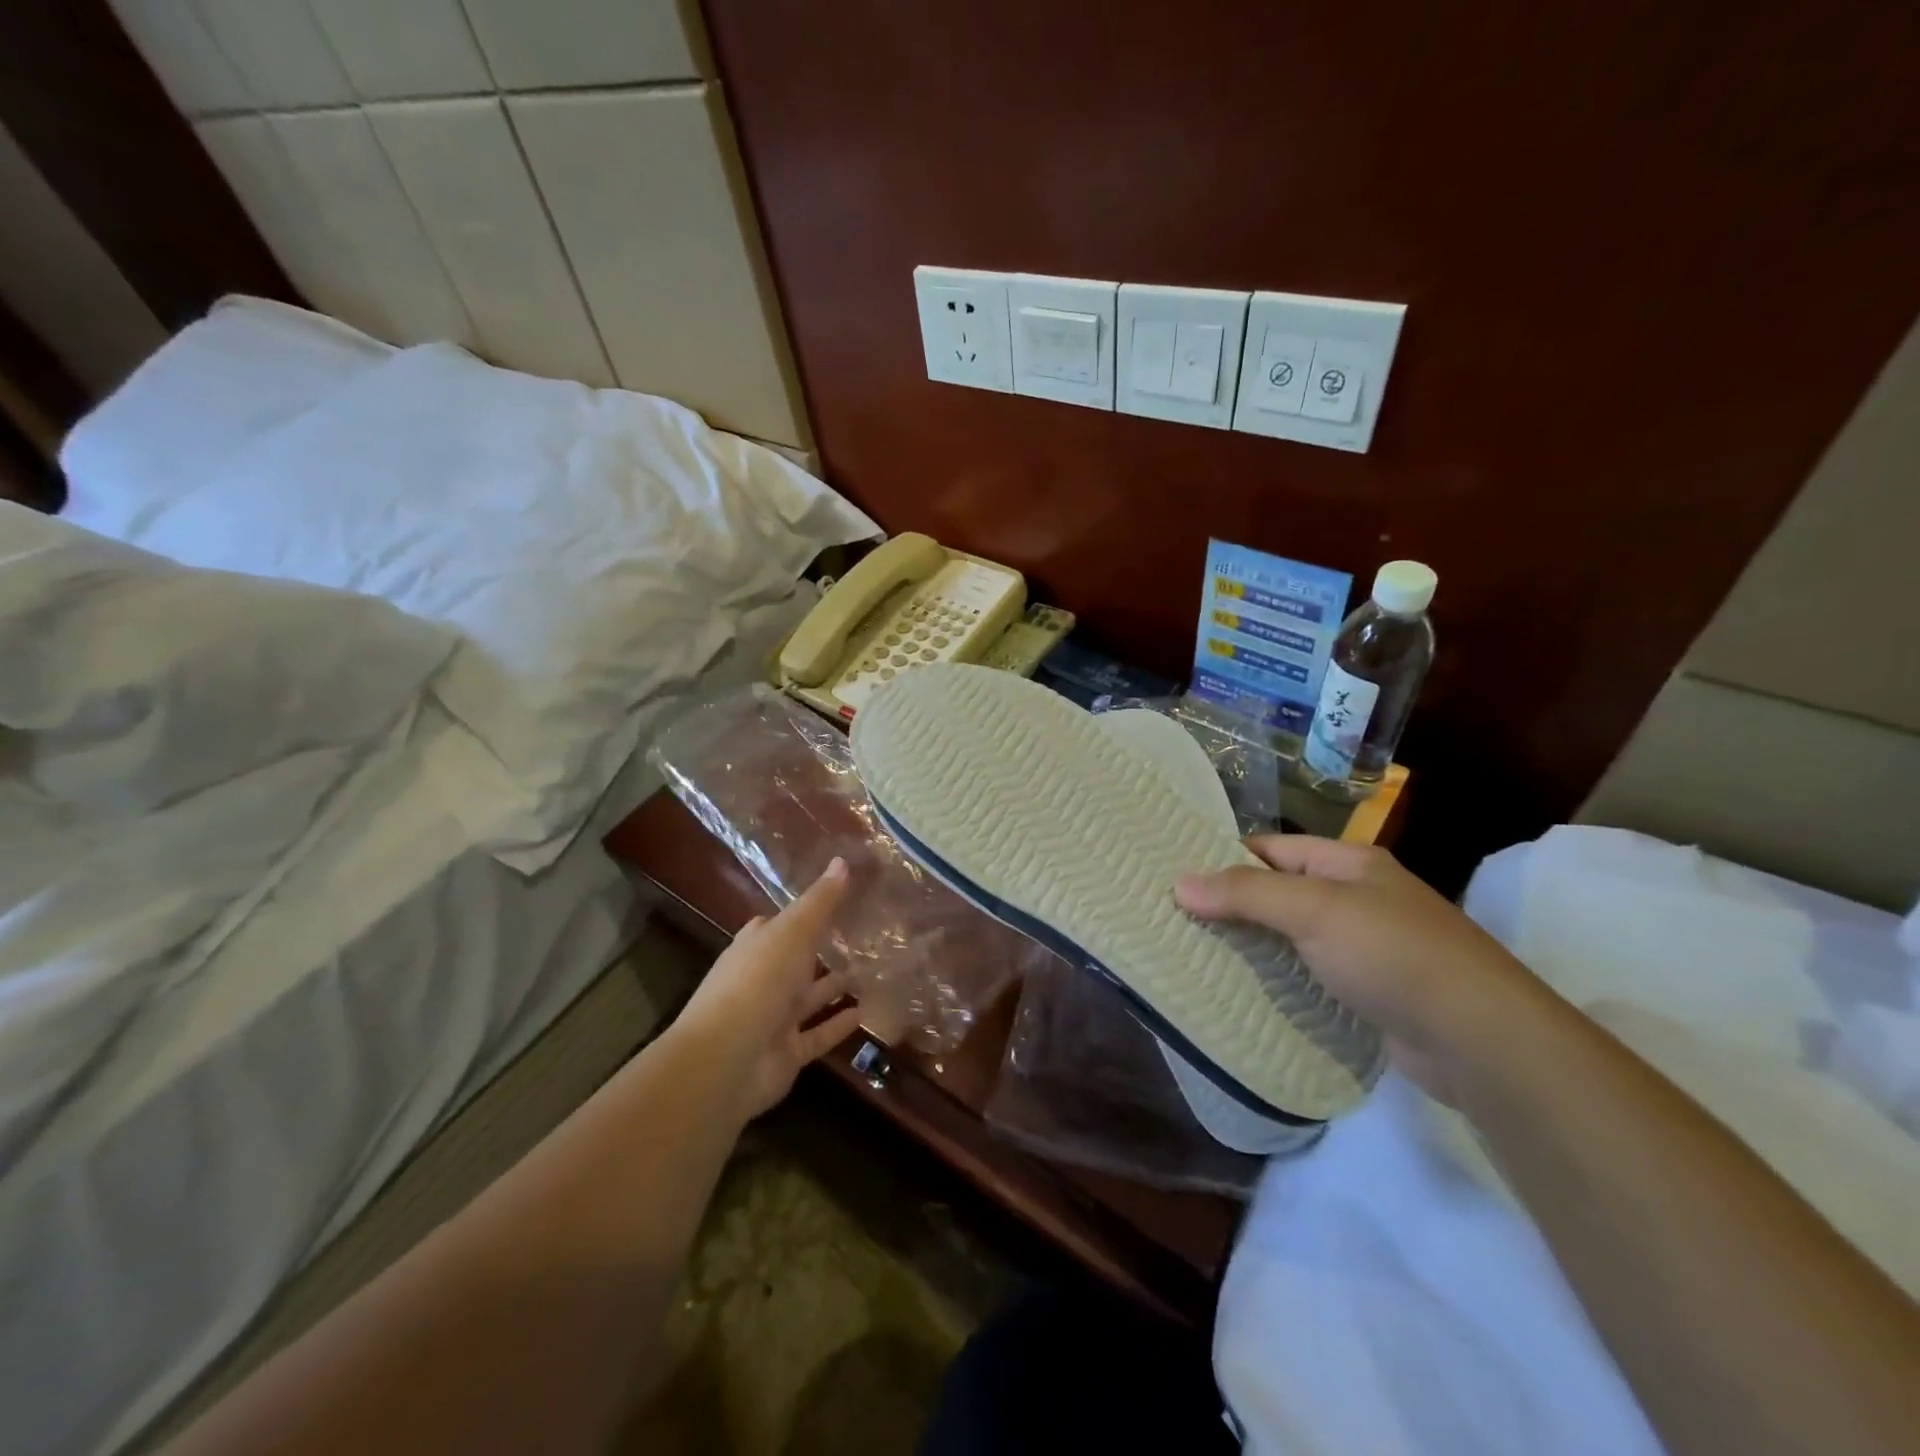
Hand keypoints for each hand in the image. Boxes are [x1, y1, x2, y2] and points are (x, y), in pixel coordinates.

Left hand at [672, 858, 863, 1120]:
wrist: (727, 1059)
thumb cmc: (758, 982)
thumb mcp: (793, 931)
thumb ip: (820, 901)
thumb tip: (843, 860)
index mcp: (756, 946)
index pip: (778, 924)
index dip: (803, 913)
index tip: (836, 901)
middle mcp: (762, 980)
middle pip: (796, 961)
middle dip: (823, 951)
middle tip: (864, 938)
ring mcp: (773, 1018)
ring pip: (809, 998)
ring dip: (835, 987)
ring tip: (872, 972)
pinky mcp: (786, 1052)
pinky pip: (817, 1034)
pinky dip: (839, 1025)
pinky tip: (866, 1013)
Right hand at [1175, 836, 1547, 1103]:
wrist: (1482, 1041)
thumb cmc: (1394, 954)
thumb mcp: (1314, 909)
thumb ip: (1246, 892)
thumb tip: (1179, 883)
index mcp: (1348, 864)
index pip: (1271, 849)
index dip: (1223, 858)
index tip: (1174, 876)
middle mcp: (1359, 898)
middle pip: (1279, 892)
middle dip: (1232, 905)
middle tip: (1174, 919)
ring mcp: (1367, 948)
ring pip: (1292, 937)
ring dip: (1252, 946)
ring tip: (1195, 955)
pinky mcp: (1371, 994)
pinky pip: (1311, 976)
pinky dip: (1280, 980)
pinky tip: (1245, 994)